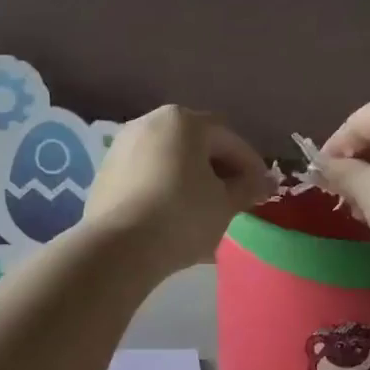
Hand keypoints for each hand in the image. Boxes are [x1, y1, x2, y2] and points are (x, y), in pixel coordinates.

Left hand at [84, 106, 274, 276]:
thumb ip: (248, 188)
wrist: (118, 247)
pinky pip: (147, 175)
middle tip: (236, 199)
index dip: (251, 165)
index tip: (263, 191)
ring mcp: (123, 146)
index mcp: (183, 121)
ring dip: (191, 180)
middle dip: (219, 170)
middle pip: (196, 144)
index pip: (229, 139)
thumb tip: (262, 183)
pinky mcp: (106, 173)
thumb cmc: (182, 216)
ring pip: (170, 160)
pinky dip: (165, 188)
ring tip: (206, 210)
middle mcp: (149, 123)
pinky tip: (175, 216)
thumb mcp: (225, 204)